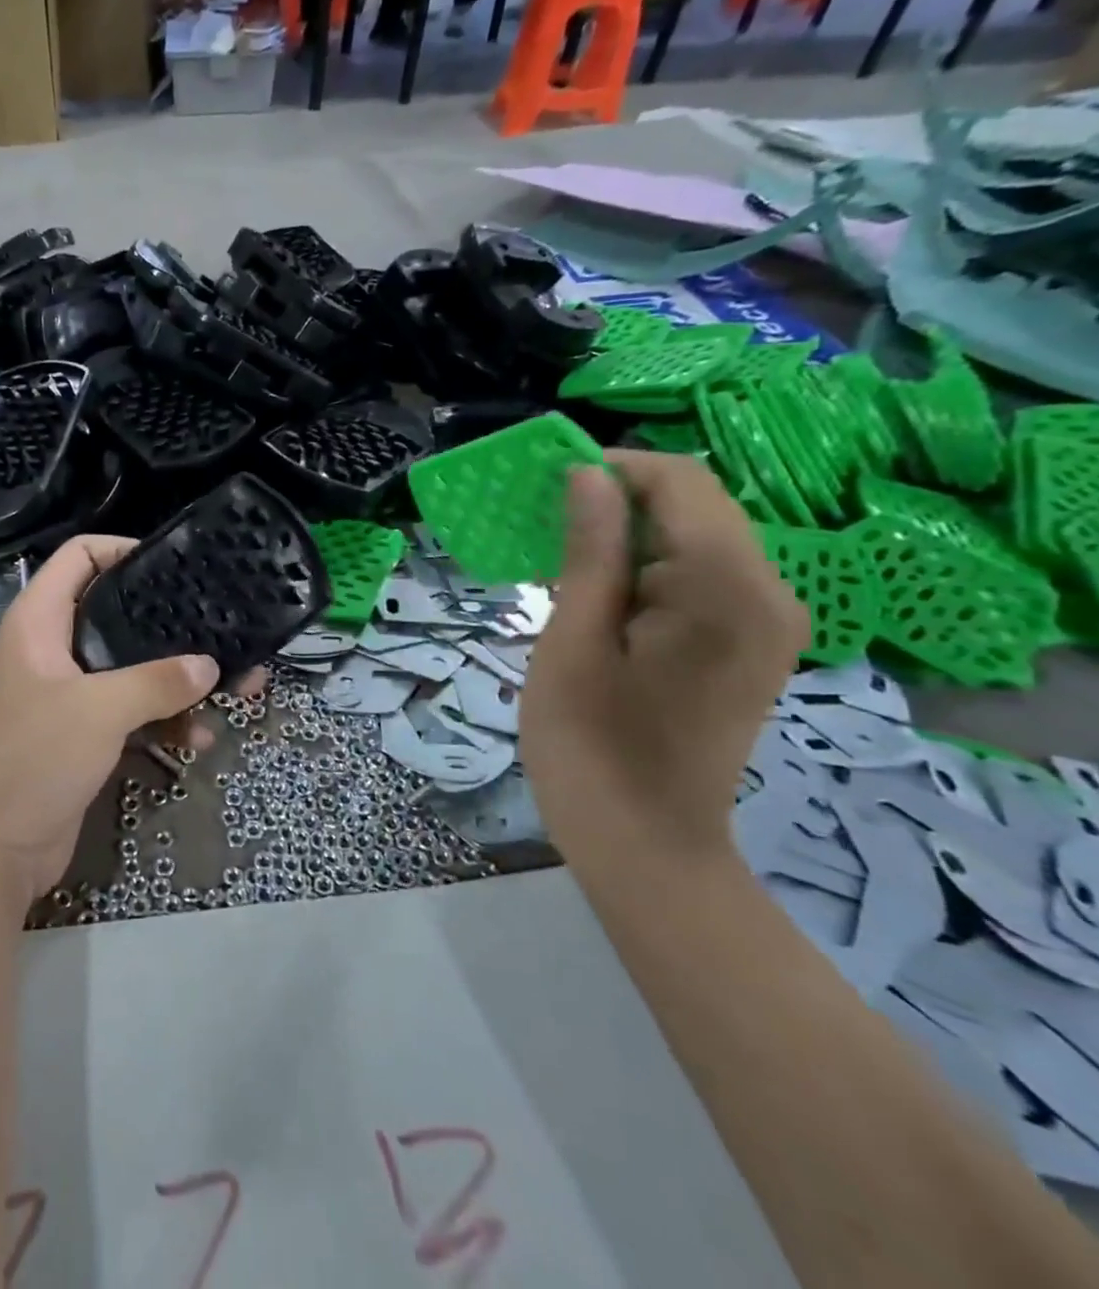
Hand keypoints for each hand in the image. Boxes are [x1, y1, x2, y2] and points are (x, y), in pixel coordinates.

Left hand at [0, 535, 221, 905]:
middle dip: (170, 625)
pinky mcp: (83, 734)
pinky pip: (132, 712)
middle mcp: (53, 648)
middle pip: (116, 614)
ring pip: (132, 669)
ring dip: (179, 681)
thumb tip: (210, 666)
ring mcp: (69, 693)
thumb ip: (157, 682)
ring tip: (238, 689)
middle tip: (221, 627)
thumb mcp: (99, 710)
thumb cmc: (34, 758)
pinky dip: (164, 720)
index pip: (78, 557)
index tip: (174, 564)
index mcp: (40, 622)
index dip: (122, 549)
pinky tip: (201, 738)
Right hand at [521, 451, 807, 858]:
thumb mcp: (573, 642)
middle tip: (543, 526)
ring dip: (628, 537)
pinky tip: (600, 597)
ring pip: (696, 539)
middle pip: (695, 506)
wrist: (645, 846)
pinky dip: (648, 570)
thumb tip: (588, 474)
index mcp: (726, 590)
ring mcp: (768, 622)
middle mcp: (768, 594)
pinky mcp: (752, 644)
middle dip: (617, 501)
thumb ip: (590, 552)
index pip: (681, 482)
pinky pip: (702, 577)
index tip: (546, 484)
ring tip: (560, 565)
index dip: (613, 467)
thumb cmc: (590, 747)